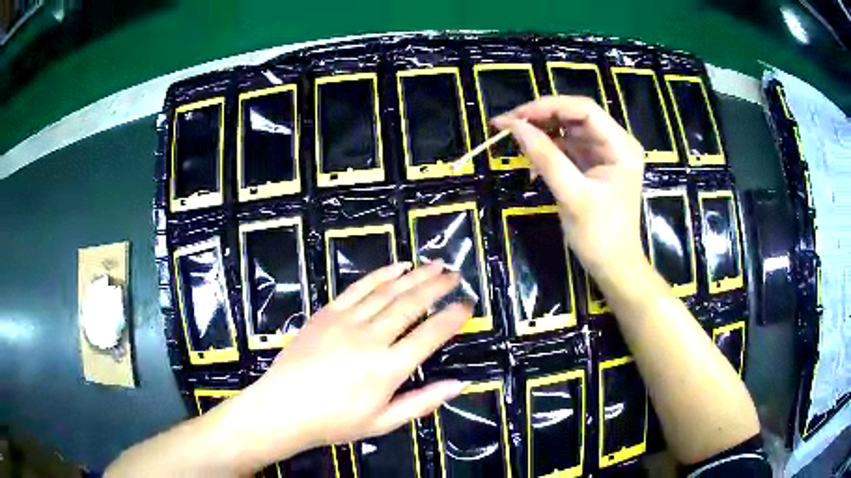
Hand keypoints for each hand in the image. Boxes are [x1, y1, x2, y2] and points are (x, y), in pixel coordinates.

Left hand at [219, 261, 471, 471]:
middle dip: (437, 287)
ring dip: (414, 275)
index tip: (467, 304)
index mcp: (388, 368)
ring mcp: (347, 321)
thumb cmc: (335, 422)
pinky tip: (397, 267)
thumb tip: (460, 384)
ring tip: (435, 264)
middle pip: (411, 305)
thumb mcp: (383, 422)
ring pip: (388, 292)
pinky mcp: (327, 313)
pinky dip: (380, 275)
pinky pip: (359, 288)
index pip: (430, 335)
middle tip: (455, 274)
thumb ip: (423, 402)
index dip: (452, 317)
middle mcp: (371, 338)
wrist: (284, 408)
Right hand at [493, 96, 646, 281]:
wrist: (613, 267)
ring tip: (513, 140)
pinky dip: (547, 150)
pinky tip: (531, 161)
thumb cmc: (600, 236)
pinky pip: (567, 147)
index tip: (515, 117)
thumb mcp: (572, 196)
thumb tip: (514, 126)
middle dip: (541, 117)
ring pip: (568, 129)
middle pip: (575, 115)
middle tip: (505, 125)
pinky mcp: (593, 165)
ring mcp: (604, 153)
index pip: (584, 109)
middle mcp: (615, 143)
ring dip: (541, 133)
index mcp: (621, 147)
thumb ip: (545, 157)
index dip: (548, 107)